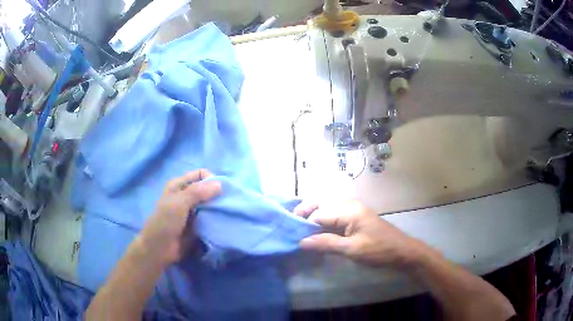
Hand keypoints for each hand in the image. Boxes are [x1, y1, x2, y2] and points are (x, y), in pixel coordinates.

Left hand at [137, 170, 220, 266]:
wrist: (160, 249)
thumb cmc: (165, 222)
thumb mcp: (179, 203)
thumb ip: (198, 192)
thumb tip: (220, 185)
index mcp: (179, 185)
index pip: (201, 174)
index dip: (212, 179)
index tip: (221, 191)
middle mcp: (186, 195)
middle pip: (207, 189)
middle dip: (218, 195)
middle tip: (228, 204)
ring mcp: (192, 211)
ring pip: (210, 204)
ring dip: (218, 208)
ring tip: (229, 213)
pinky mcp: (197, 225)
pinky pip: (210, 218)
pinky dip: (217, 219)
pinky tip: (224, 222)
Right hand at [297, 201, 432, 268]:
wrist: (401, 251)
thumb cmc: (378, 250)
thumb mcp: (351, 249)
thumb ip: (326, 243)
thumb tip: (301, 242)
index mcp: (349, 210)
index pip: (319, 213)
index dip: (304, 224)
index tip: (292, 235)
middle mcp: (349, 205)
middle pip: (321, 205)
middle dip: (305, 214)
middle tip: (293, 227)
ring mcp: (353, 210)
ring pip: (327, 209)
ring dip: (314, 218)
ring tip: (302, 231)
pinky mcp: (356, 217)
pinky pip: (334, 215)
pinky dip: (324, 223)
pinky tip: (318, 232)